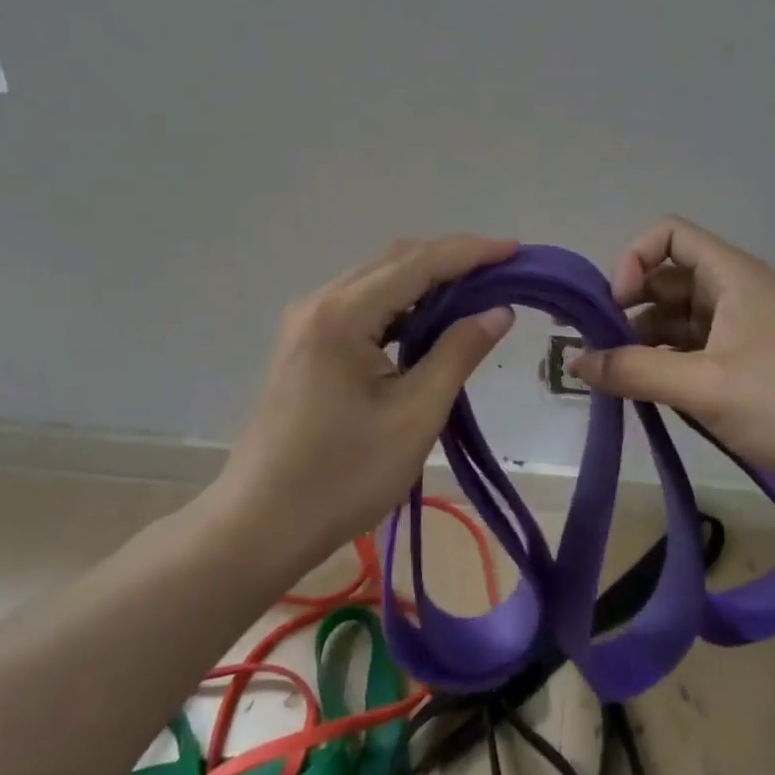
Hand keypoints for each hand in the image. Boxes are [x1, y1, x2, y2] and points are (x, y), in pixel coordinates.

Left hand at [216, 234, 517, 563]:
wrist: (259, 525)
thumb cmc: (342, 476)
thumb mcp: (414, 416)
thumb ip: (458, 353)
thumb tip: (498, 311)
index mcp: (343, 314)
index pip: (418, 262)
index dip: (471, 252)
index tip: (515, 249)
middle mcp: (320, 302)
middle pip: (395, 261)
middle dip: (451, 260)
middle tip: (502, 271)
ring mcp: (306, 322)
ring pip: (377, 281)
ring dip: (426, 281)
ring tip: (476, 292)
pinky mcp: (304, 343)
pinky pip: (361, 306)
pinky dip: (400, 306)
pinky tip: (428, 322)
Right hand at [569, 216, 774, 514]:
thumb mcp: (704, 387)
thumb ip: (634, 371)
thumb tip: (575, 361)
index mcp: (731, 276)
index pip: (668, 235)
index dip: (632, 260)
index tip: (615, 307)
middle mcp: (734, 291)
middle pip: (665, 278)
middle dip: (626, 306)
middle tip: (593, 347)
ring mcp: (742, 328)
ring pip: (677, 317)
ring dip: (642, 340)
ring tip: (614, 378)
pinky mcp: (747, 363)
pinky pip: (693, 349)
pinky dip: (665, 362)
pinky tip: (646, 393)